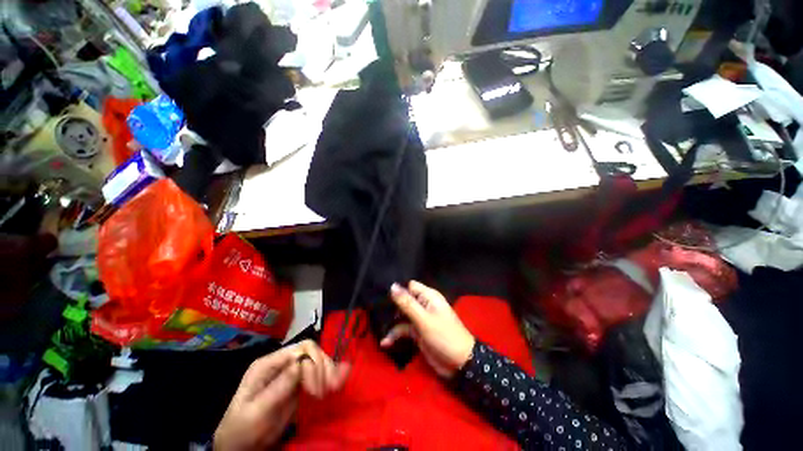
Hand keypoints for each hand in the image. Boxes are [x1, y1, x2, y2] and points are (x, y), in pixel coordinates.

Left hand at [214, 340, 349, 449]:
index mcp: (268, 364)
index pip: (299, 350)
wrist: (240, 446)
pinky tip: (339, 378)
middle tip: (329, 389)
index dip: (312, 365)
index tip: (316, 391)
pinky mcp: (299, 384)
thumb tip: (301, 364)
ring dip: (329, 371)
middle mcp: (282, 363)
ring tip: (334, 387)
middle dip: (323, 367)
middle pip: (311, 352)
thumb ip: (278, 387)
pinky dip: (330, 374)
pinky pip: (317, 373)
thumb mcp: (256, 411)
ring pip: (317, 360)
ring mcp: (291, 373)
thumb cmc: (242, 429)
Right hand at [381, 281, 474, 377]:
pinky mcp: (417, 332)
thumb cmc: (443, 335)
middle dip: (391, 305)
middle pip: (404, 300)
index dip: (398, 289)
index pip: (410, 286)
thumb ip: (407, 303)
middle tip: (375, 309)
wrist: (459, 363)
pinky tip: (385, 342)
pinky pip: (404, 330)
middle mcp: (423, 305)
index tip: (381, 293)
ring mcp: (420, 319)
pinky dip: (395, 335)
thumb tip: (392, 285)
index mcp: (428, 296)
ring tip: (378, 326)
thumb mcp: (423, 319)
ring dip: (391, 321)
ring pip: (402, 315)